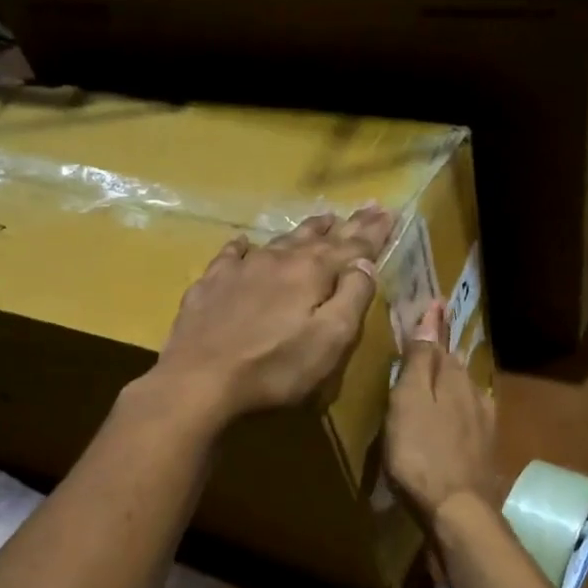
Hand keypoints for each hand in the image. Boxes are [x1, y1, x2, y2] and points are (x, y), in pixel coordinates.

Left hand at [151, 206, 392, 423]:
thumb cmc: (274, 367)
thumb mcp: (330, 340)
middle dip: (346, 225)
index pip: (353, 247)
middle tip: (367, 207)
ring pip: (280, 241)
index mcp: (312, 273)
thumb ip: (352, 298)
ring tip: (322, 219)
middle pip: (318, 237)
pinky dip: (245, 247)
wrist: (199, 379)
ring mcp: (241, 269)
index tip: (388, 213)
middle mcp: (279, 260)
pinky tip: (244, 242)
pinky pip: (232, 255)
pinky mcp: (211, 284)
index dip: (373, 232)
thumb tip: (365, 264)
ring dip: (305, 230)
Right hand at [385, 300, 497, 526]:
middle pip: (455, 368)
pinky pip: (471, 418)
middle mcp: (474, 395)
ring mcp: (484, 424)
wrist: (458, 510)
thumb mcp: (409, 402)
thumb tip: (432, 314)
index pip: (441, 344)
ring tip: (439, 377)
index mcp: (453, 380)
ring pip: (465, 393)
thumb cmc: (421, 454)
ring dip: (453, 382)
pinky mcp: (485, 451)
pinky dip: (460, 411)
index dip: (435, 326)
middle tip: (430, 339)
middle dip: (443, 353)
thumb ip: (419, 361)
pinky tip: (457, 418)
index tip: (436, 303)